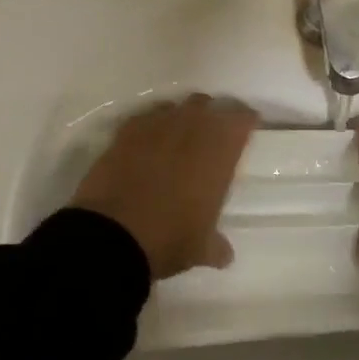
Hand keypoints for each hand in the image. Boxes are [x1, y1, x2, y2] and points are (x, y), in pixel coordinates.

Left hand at [71, 94, 257, 278]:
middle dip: (212, 115)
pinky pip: (146, 117)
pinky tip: (148, 142)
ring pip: (176, 106)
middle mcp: (191, 128)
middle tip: (212, 135)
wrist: (111, 235)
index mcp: (219, 150)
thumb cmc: (169, 238)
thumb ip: (216, 246)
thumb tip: (225, 255)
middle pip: (208, 105)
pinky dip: (151, 125)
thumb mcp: (200, 248)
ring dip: (182, 117)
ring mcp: (156, 125)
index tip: (247, 129)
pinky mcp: (125, 132)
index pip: (241, 118)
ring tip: (179, 137)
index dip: (246, 121)